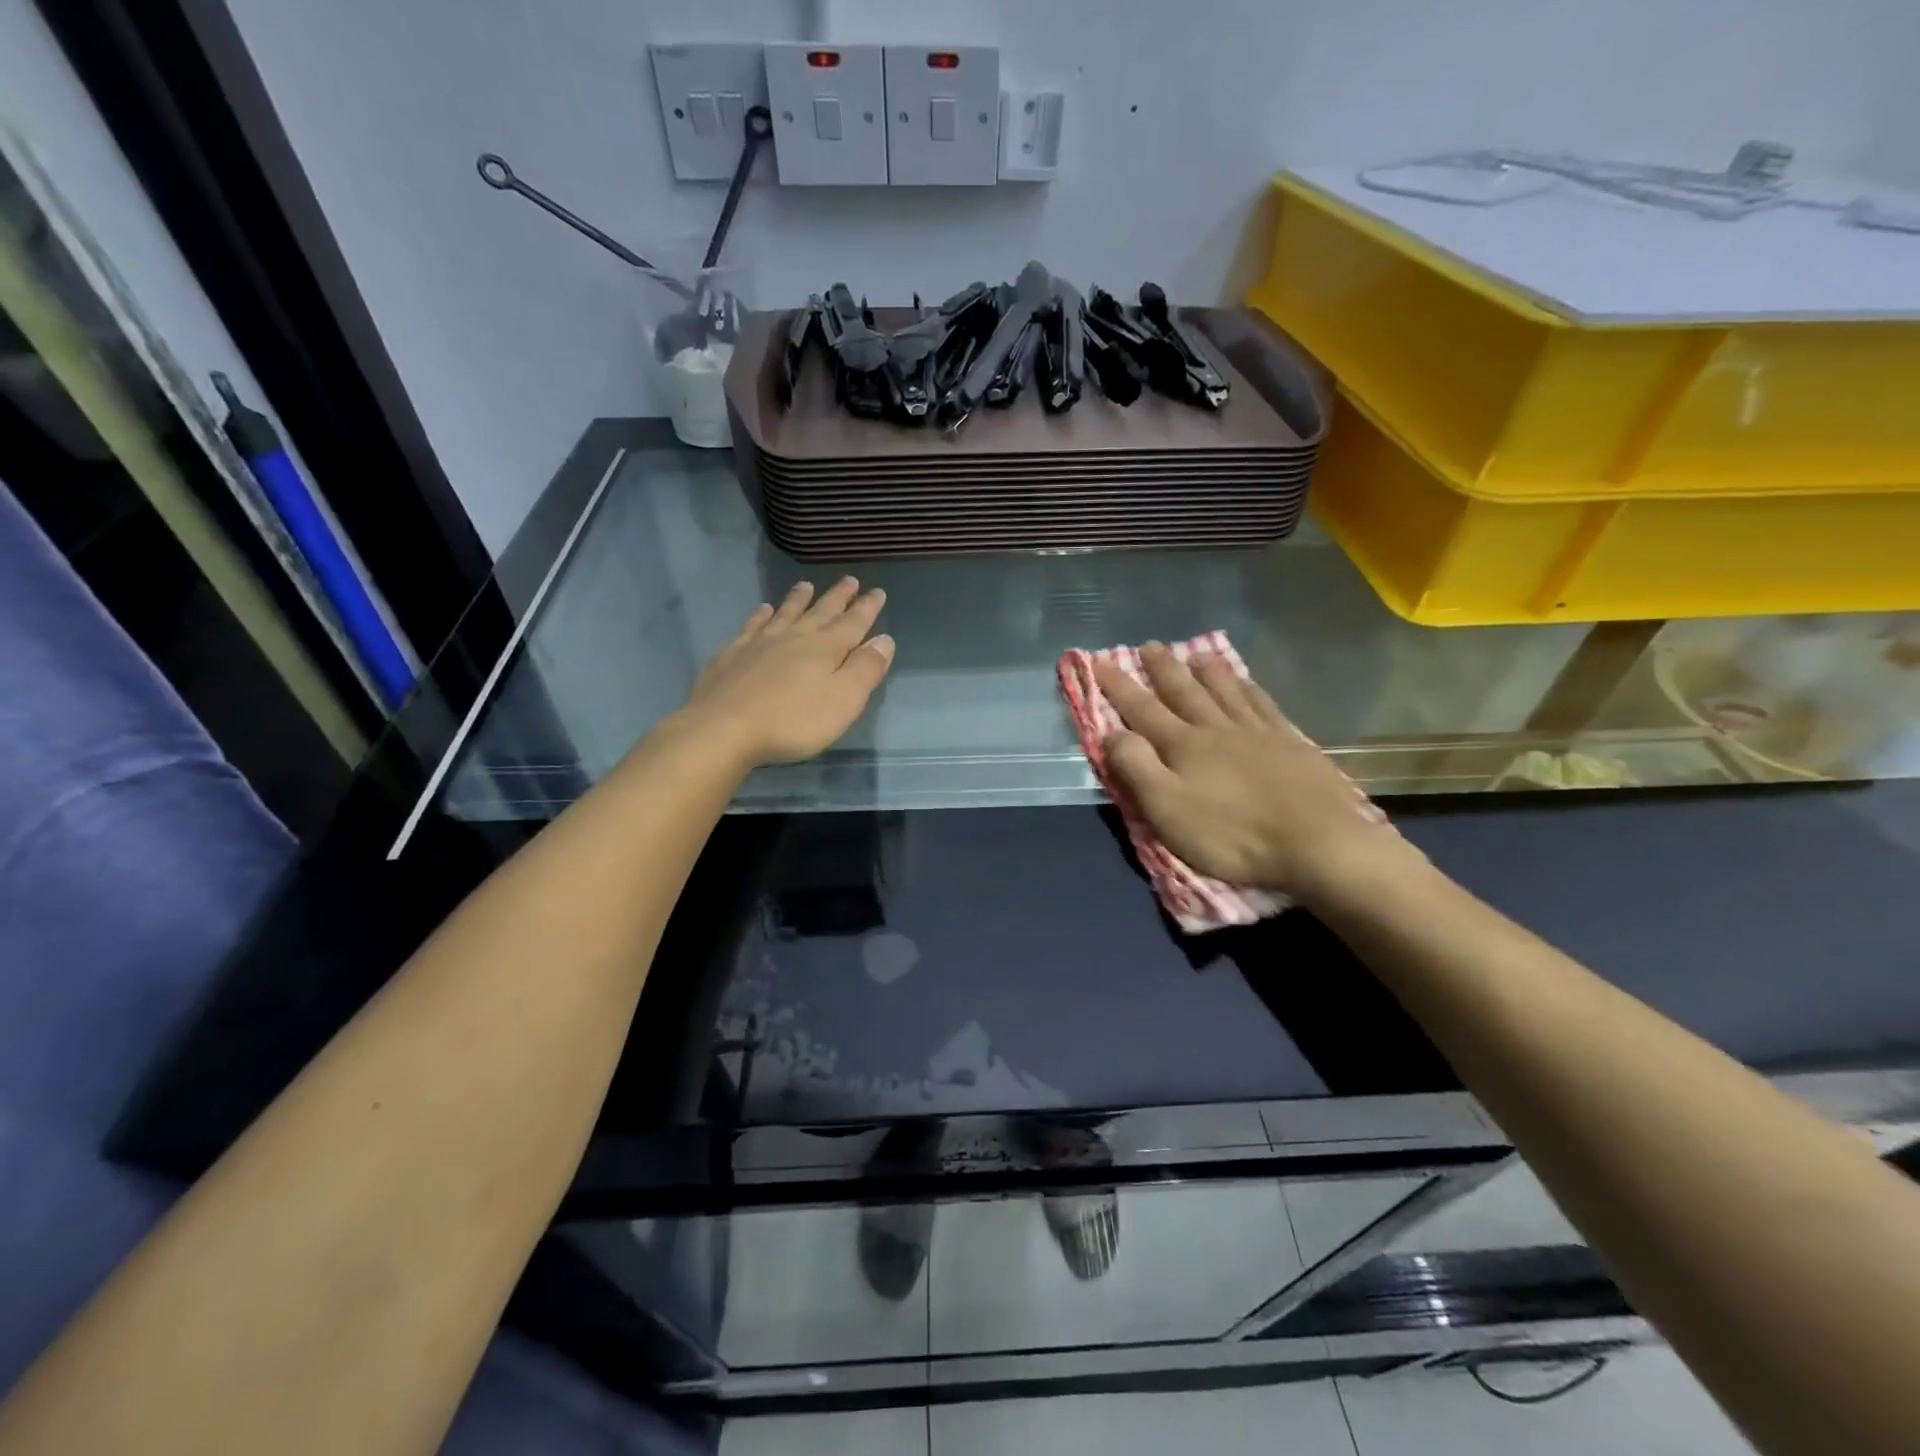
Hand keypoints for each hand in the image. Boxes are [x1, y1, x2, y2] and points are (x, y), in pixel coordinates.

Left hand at [677, 578, 893, 766]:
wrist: (723, 728)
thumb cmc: (792, 720)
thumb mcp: (843, 700)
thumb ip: (865, 669)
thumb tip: (884, 639)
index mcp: (825, 648)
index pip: (853, 623)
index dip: (867, 608)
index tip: (878, 591)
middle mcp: (794, 637)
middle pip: (821, 612)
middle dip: (838, 597)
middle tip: (850, 580)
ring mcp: (759, 643)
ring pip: (785, 613)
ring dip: (798, 599)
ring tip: (806, 585)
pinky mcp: (732, 655)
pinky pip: (751, 627)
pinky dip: (760, 616)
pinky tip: (762, 610)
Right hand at [1094, 646, 1415, 906]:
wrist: (1317, 843)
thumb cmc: (1232, 834)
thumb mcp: (1168, 810)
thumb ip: (1136, 768)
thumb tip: (1112, 733)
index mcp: (1183, 746)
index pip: (1141, 710)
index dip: (1118, 686)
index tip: (1098, 662)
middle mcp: (1217, 729)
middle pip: (1184, 691)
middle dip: (1162, 669)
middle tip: (1149, 646)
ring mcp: (1257, 732)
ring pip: (1225, 690)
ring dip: (1206, 670)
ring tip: (1195, 652)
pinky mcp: (1290, 743)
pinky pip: (1262, 703)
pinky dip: (1248, 688)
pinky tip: (1246, 682)